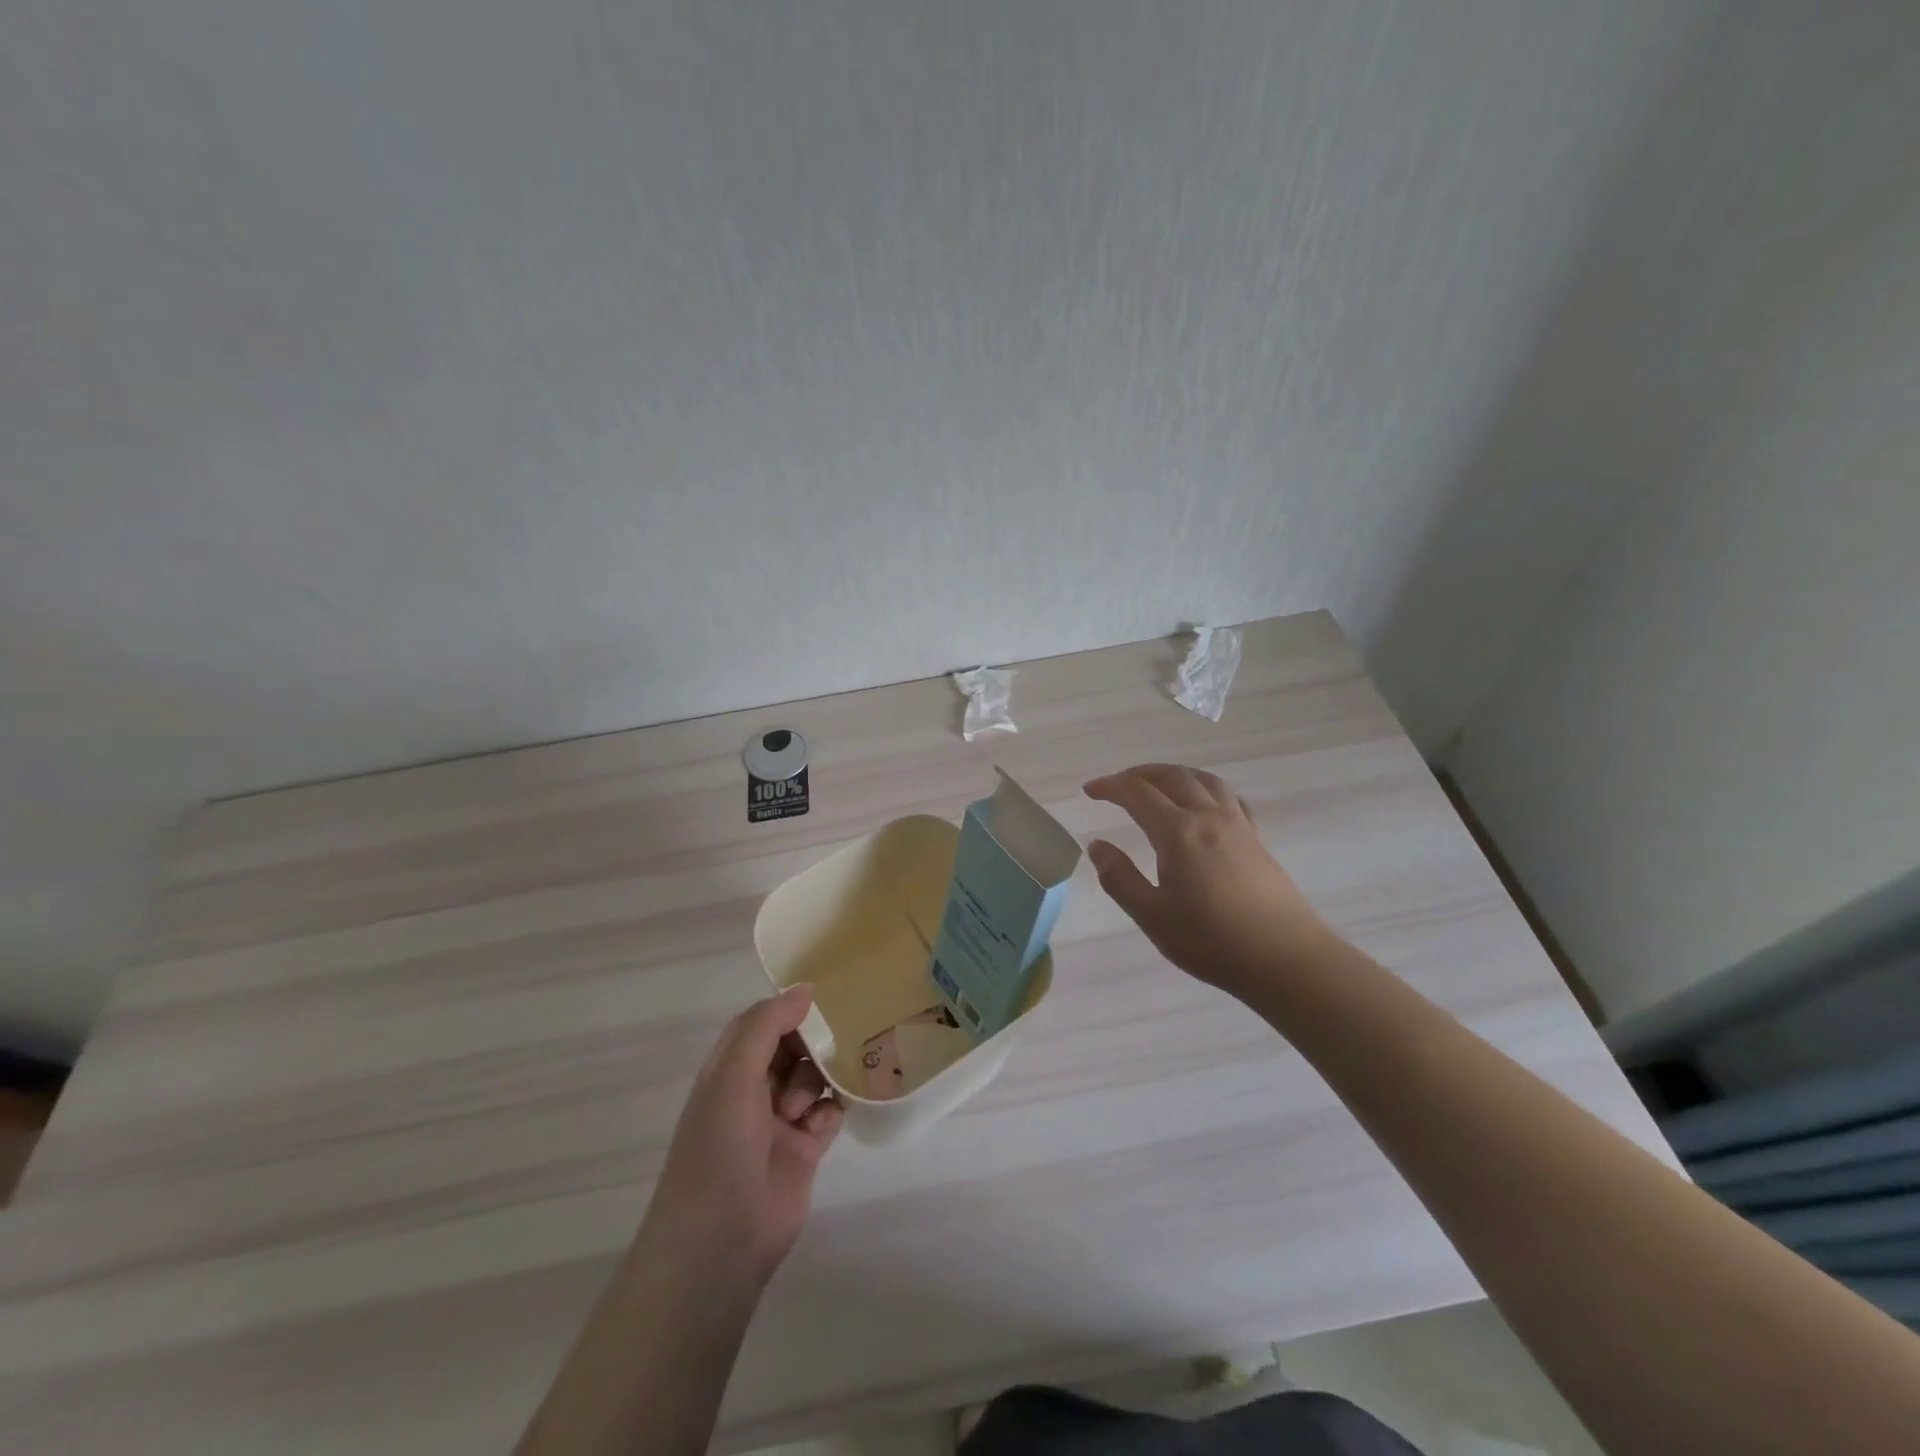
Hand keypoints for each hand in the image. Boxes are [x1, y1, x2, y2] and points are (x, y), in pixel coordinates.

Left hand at [640, 985, 844, 1289]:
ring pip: (814, 1077)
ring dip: (819, 1079)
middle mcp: (752, 1091)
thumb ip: (766, 1026)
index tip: (821, 1000)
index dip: (786, 1010)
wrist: (720, 1245)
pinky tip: (821, 1126)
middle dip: (812, 1043)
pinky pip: (828, 1112)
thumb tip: (805, 989)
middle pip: (791, 1047)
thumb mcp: (733, 1077)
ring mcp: (779, 1121)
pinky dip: (830, 1111)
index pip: (759, 1024)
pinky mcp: (805, 1150)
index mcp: (727, 1070)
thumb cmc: (718, 1150)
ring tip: (807, 1104)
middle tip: (832, 1043)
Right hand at [1084, 763, 1331, 997]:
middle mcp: (1208, 817)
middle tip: (1117, 785)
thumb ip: (1119, 877)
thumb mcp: (1152, 915)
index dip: (1110, 787)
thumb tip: (1098, 845)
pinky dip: (1205, 789)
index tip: (1089, 790)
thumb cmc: (1211, 940)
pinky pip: (1229, 797)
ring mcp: (1238, 825)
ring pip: (1203, 780)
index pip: (1137, 793)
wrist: (1285, 959)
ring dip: (1174, 774)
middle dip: (1139, 774)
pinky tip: (1203, 804)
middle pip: (1171, 776)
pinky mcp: (1257, 840)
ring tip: (1157, 785)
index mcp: (1177, 832)